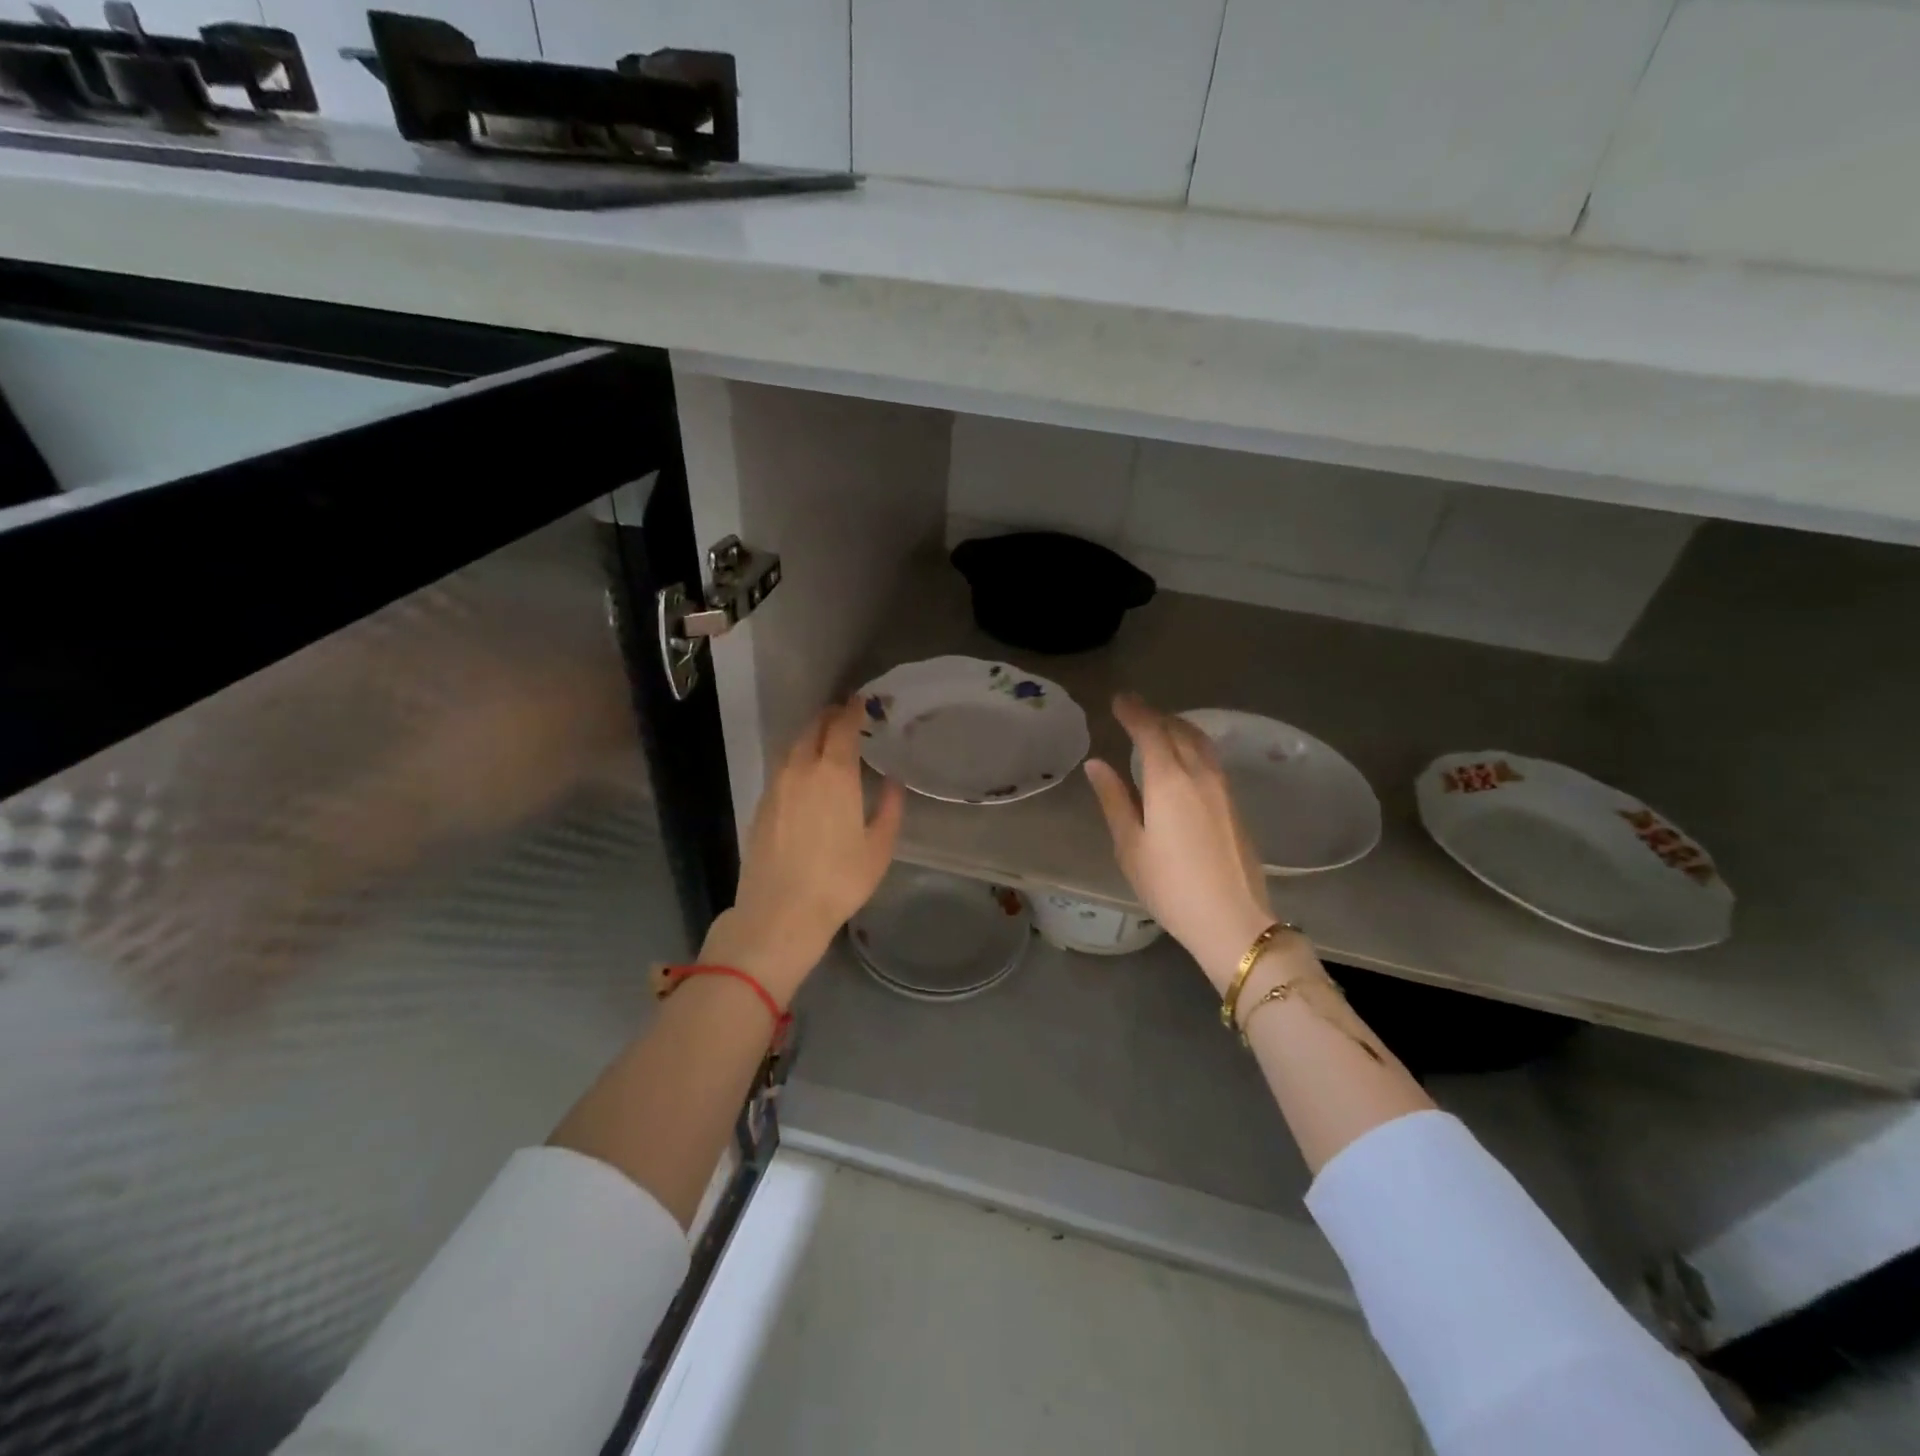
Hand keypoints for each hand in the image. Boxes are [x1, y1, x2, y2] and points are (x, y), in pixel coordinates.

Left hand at [699, 699, 904, 1004]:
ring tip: (828, 742)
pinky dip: (797, 758)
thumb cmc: (839, 880)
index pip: (842, 727)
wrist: (780, 912)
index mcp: (834, 774)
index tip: (862, 702)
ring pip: (794, 746)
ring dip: (812, 736)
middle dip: (831, 718)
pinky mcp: (762, 804)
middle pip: (814, 729)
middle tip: (847, 718)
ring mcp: (776, 786)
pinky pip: (782, 767)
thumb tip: (892, 781)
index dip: (853, 710)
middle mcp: (801, 769)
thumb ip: (889, 807)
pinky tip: (806, 774)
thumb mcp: (878, 847)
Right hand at [1085, 694, 1292, 990]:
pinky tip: (1183, 758)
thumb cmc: (1170, 886)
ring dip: (1178, 727)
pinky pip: (1210, 759)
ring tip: (1160, 726)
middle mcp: (1199, 775)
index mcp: (1169, 781)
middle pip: (1178, 731)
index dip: (1134, 712)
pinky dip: (1192, 745)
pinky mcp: (1234, 805)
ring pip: (1200, 742)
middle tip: (1134, 710)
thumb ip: (1114, 799)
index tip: (1119, 700)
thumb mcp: (1130, 845)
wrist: (1232, 919)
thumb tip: (1097, 764)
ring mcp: (1222, 789)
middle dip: (1155, 716)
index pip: (1151, 731)